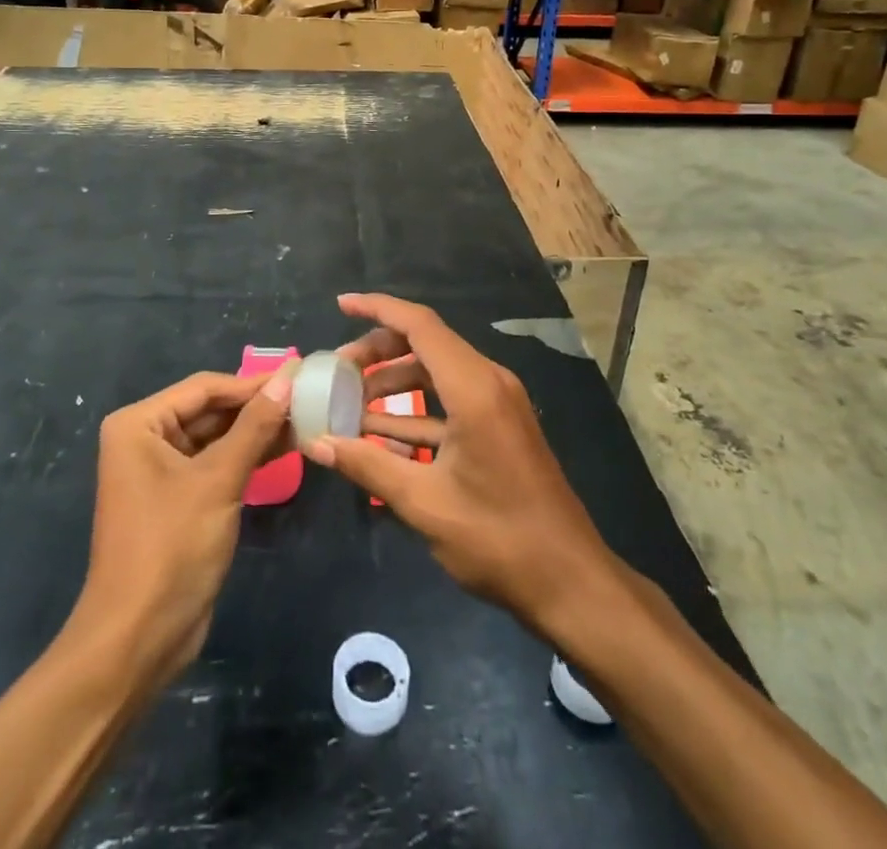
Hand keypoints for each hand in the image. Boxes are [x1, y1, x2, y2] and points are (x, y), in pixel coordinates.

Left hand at [76, 370, 291, 683]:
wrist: (138, 639)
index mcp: (139, 424)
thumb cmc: (171, 547)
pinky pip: (218, 465)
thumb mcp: (218, 480)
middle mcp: (146, 440)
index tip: (300, 374)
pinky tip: (287, 448)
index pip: (205, 388)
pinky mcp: (180, 499)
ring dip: (257, 431)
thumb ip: (254, 426)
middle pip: (211, 410)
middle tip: (309, 396)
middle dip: (257, 407)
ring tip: (307, 419)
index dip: (253, 382)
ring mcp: (162, 471)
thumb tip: (288, 378)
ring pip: (218, 438)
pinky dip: (248, 457)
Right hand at [306, 293, 614, 631]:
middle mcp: (488, 382)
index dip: (377, 308)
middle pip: (426, 344)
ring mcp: (498, 404)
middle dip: (378, 351)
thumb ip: (367, 464)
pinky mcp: (500, 427)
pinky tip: (381, 437)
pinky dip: (416, 410)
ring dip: (395, 383)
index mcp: (473, 387)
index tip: (340, 305)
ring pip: (437, 373)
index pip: (419, 325)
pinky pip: (450, 401)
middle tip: (338, 372)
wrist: (570, 581)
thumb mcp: (423, 503)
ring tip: (351, 405)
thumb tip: (316, 442)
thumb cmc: (497, 538)